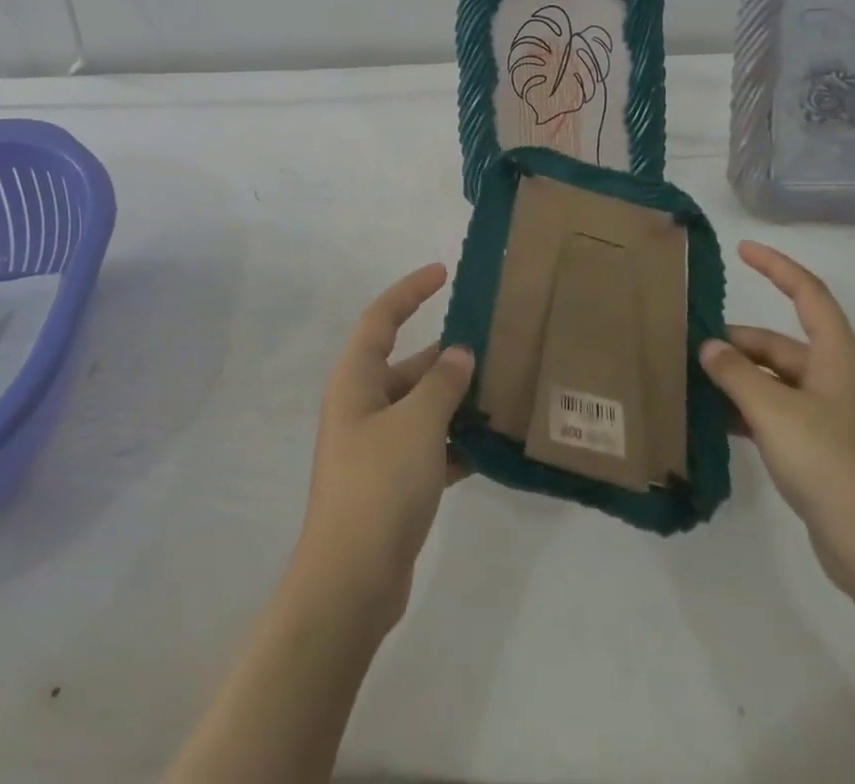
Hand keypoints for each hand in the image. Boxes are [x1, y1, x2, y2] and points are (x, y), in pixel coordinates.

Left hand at [295, 263, 475, 625]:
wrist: (352, 581)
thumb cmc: (380, 483)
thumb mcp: (418, 422)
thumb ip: (442, 383)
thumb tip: (459, 353)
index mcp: (356, 379)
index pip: (382, 317)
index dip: (411, 290)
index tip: (443, 273)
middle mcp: (362, 405)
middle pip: (407, 364)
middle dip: (447, 356)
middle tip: (494, 345)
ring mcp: (375, 446)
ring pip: (421, 407)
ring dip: (456, 401)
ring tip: (502, 392)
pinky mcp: (391, 482)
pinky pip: (427, 447)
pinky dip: (454, 443)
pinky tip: (490, 447)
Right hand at [700, 241, 854, 595]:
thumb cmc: (831, 464)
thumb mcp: (774, 412)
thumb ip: (735, 374)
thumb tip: (708, 347)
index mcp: (837, 358)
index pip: (808, 294)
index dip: (777, 267)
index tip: (742, 250)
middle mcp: (836, 379)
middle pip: (781, 343)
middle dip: (738, 343)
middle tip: (691, 348)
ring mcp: (831, 416)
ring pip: (775, 380)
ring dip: (739, 378)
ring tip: (694, 382)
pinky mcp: (823, 448)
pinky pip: (777, 412)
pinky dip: (748, 410)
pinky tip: (716, 421)